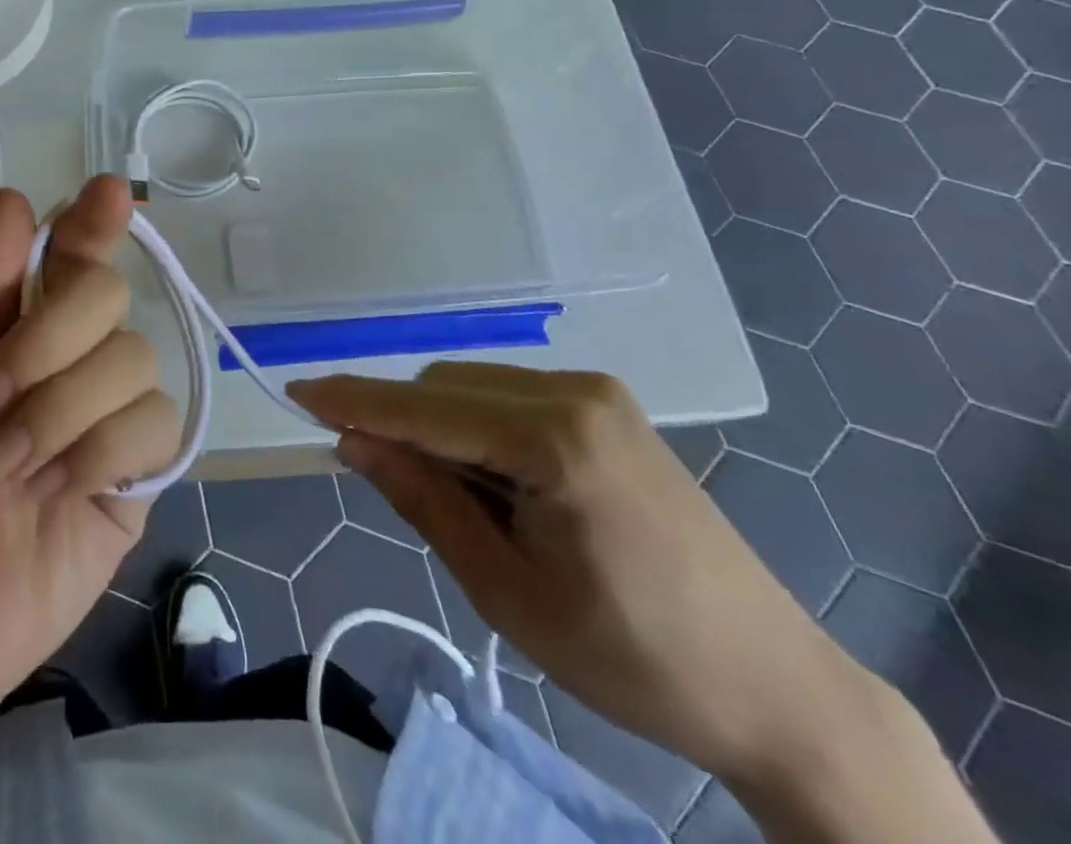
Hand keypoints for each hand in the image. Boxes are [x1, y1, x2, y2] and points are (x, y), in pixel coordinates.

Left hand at [0, 176, 180, 724]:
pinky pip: (155, 424)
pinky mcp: (140, 470)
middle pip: (109, 294)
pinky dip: (98, 454)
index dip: (94, 220)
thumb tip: (19, 200)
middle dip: (46, 343)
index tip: (109, 194)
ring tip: (9, 466)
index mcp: (16, 322)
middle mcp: (73, 353)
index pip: (74, 251)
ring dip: (59, 413)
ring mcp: (110, 410)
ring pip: (134, 359)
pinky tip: (59, 492)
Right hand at [288, 365, 871, 786]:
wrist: (774, 686)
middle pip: (444, 387)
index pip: (424, 409)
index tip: (295, 392)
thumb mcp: (506, 591)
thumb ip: (423, 500)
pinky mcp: (606, 406)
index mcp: (554, 440)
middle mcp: (574, 391)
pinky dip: (479, 427)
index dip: (354, 401)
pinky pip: (509, 395)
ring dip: (440, 428)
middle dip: (401, 424)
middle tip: (392, 489)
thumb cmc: (633, 658)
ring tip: (466, 506)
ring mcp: (596, 392)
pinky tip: (500, 484)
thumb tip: (352, 441)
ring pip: (472, 386)